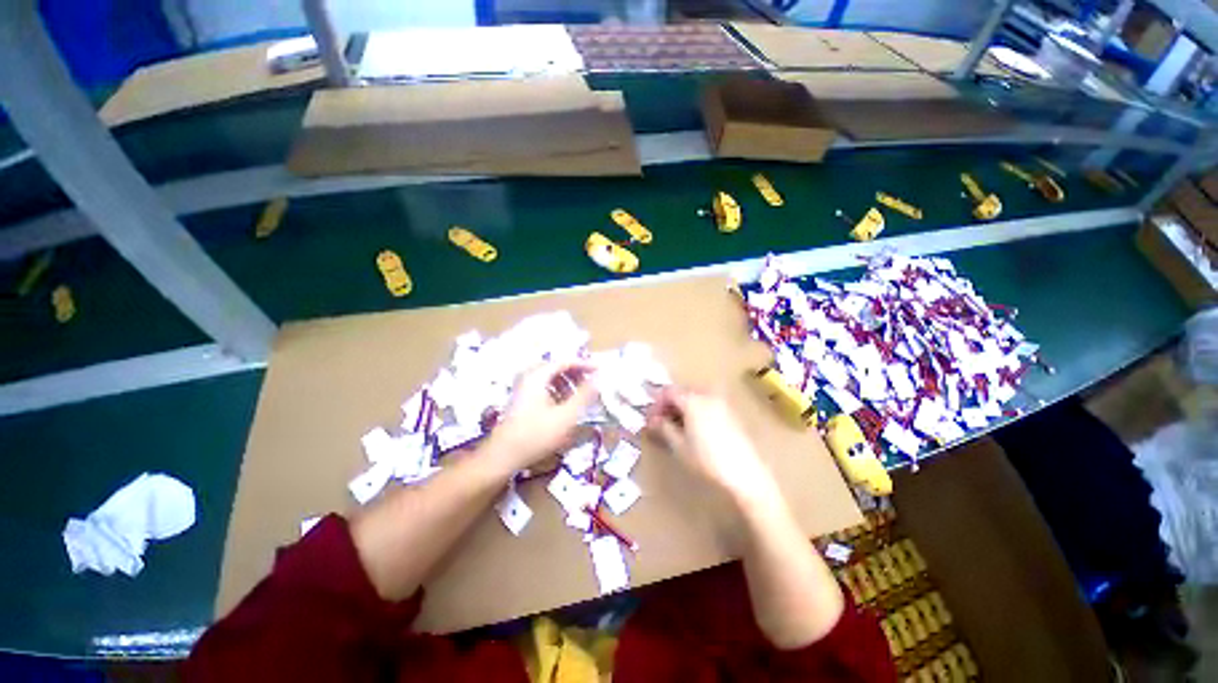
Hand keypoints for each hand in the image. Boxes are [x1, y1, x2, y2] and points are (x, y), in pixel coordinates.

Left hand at [484, 362, 597, 471]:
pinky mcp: (521, 399)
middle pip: (557, 367)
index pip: (565, 361)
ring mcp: (523, 388)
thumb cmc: (536, 434)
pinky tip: (564, 406)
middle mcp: (528, 376)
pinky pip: (544, 387)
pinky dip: (557, 391)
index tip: (600, 371)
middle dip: (576, 374)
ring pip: (550, 378)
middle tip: (591, 384)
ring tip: (579, 397)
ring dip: (567, 383)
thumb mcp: (566, 415)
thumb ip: (584, 395)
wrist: (503, 456)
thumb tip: (599, 379)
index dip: (584, 364)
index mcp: (537, 375)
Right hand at [646, 387, 780, 506]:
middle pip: (682, 392)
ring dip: (682, 407)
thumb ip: (664, 428)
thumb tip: (653, 419)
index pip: (668, 392)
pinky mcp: (730, 413)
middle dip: (668, 404)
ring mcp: (720, 403)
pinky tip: (693, 428)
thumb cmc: (707, 460)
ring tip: (675, 426)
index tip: (650, 418)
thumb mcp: (679, 446)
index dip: (656, 403)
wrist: (745, 474)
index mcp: (692, 401)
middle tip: (660, 421)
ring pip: (694, 397)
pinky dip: (695, 410)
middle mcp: (707, 396)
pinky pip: (706, 404)